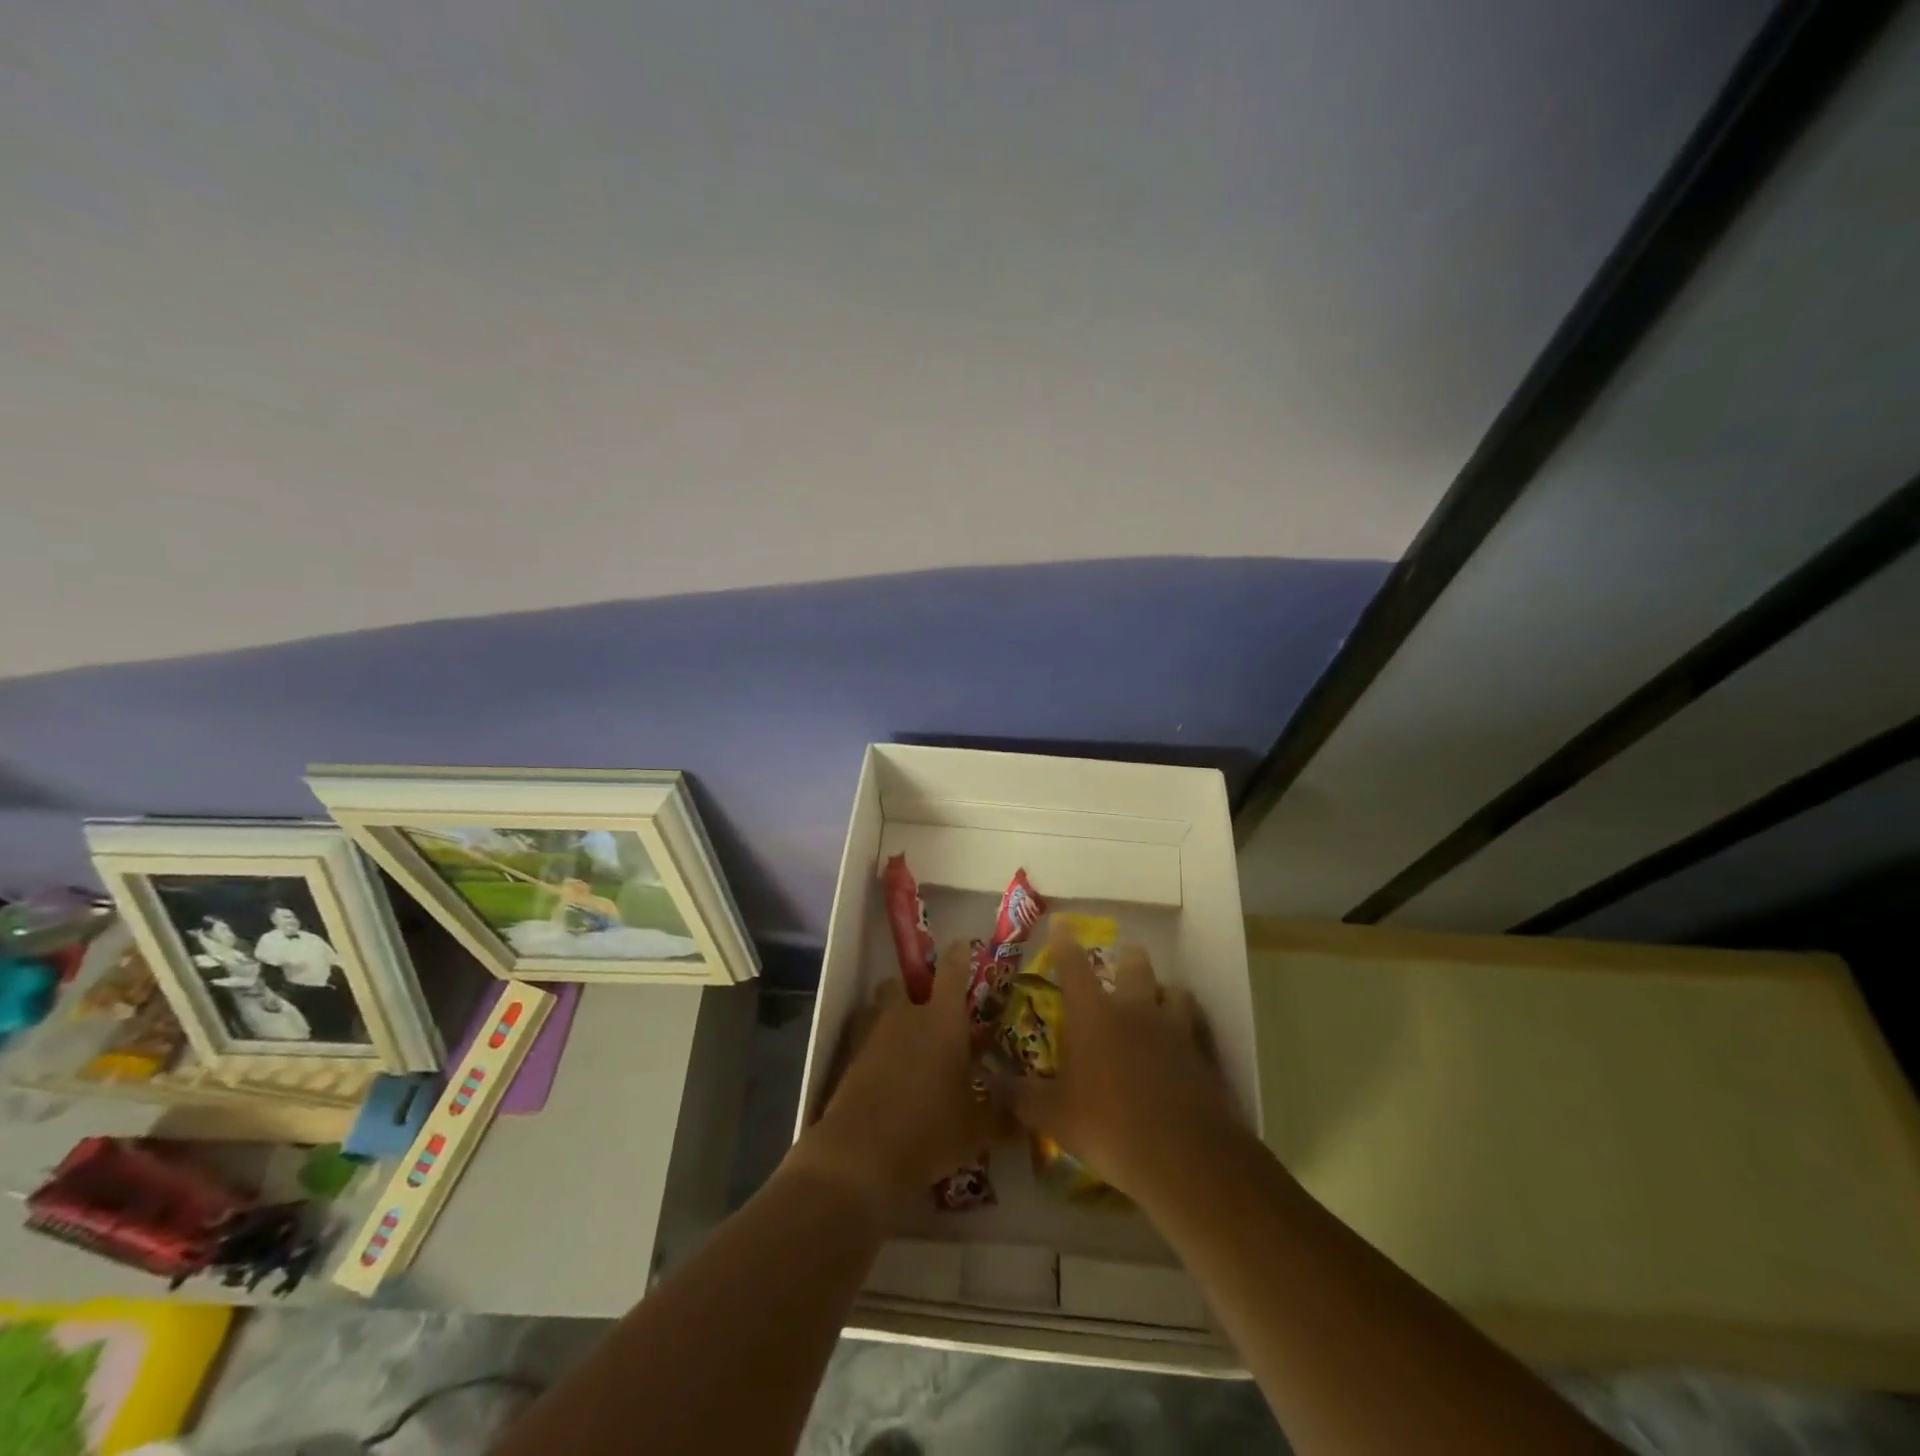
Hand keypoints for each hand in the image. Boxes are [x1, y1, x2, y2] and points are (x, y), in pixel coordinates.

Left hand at [792, 941, 997, 1211]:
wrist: (860, 1154)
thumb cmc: (929, 1130)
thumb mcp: (976, 1130)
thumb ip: (1001, 1115)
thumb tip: (1023, 1114)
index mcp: (942, 1019)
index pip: (952, 968)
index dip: (959, 954)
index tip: (964, 947)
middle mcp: (906, 1015)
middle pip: (904, 983)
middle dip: (916, 992)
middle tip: (934, 1014)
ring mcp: (873, 1034)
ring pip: (881, 1009)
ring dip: (893, 1018)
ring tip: (910, 1047)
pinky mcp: (849, 1058)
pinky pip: (865, 1039)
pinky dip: (876, 1049)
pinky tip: (888, 1075)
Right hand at [1005, 925, 1235, 1200]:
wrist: (1183, 1156)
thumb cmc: (1108, 1127)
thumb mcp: (1054, 1117)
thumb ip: (1020, 1095)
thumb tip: (989, 1080)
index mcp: (1093, 1014)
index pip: (1074, 965)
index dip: (1064, 941)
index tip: (1061, 923)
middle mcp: (1134, 1009)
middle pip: (1134, 963)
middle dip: (1126, 958)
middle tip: (1119, 965)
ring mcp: (1173, 1028)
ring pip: (1173, 990)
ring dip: (1162, 992)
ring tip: (1155, 1002)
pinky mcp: (1202, 1053)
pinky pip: (1196, 1026)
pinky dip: (1188, 1026)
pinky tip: (1182, 1043)